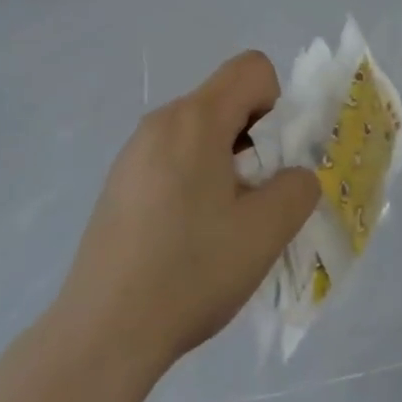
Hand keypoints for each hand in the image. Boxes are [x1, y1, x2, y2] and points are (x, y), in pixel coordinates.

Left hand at [52, 52, 318, 383]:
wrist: (103, 333)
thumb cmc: (191, 271)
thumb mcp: (267, 230)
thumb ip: (298, 187)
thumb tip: (293, 176)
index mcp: (195, 120)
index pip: (252, 68)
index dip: (277, 103)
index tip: (270, 159)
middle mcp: (160, 122)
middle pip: (225, 99)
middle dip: (254, 137)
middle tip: (253, 197)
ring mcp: (132, 152)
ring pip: (199, 131)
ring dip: (225, 161)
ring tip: (220, 223)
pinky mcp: (118, 183)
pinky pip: (172, 157)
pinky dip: (194, 178)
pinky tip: (185, 236)